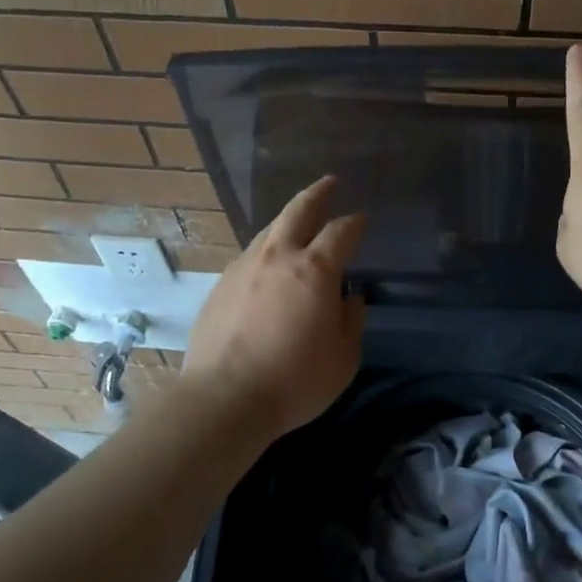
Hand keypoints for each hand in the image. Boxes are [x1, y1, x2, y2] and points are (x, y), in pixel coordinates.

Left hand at [181, 176, 366, 444]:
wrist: (223, 398)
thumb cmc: (294, 381)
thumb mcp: (343, 358)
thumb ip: (351, 320)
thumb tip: (349, 297)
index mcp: (314, 269)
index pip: (340, 231)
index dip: (354, 223)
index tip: (362, 220)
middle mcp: (277, 257)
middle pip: (298, 210)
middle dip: (317, 193)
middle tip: (329, 183)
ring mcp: (243, 267)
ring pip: (269, 230)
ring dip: (288, 221)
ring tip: (298, 223)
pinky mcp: (220, 285)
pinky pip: (250, 256)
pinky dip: (266, 251)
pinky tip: (268, 265)